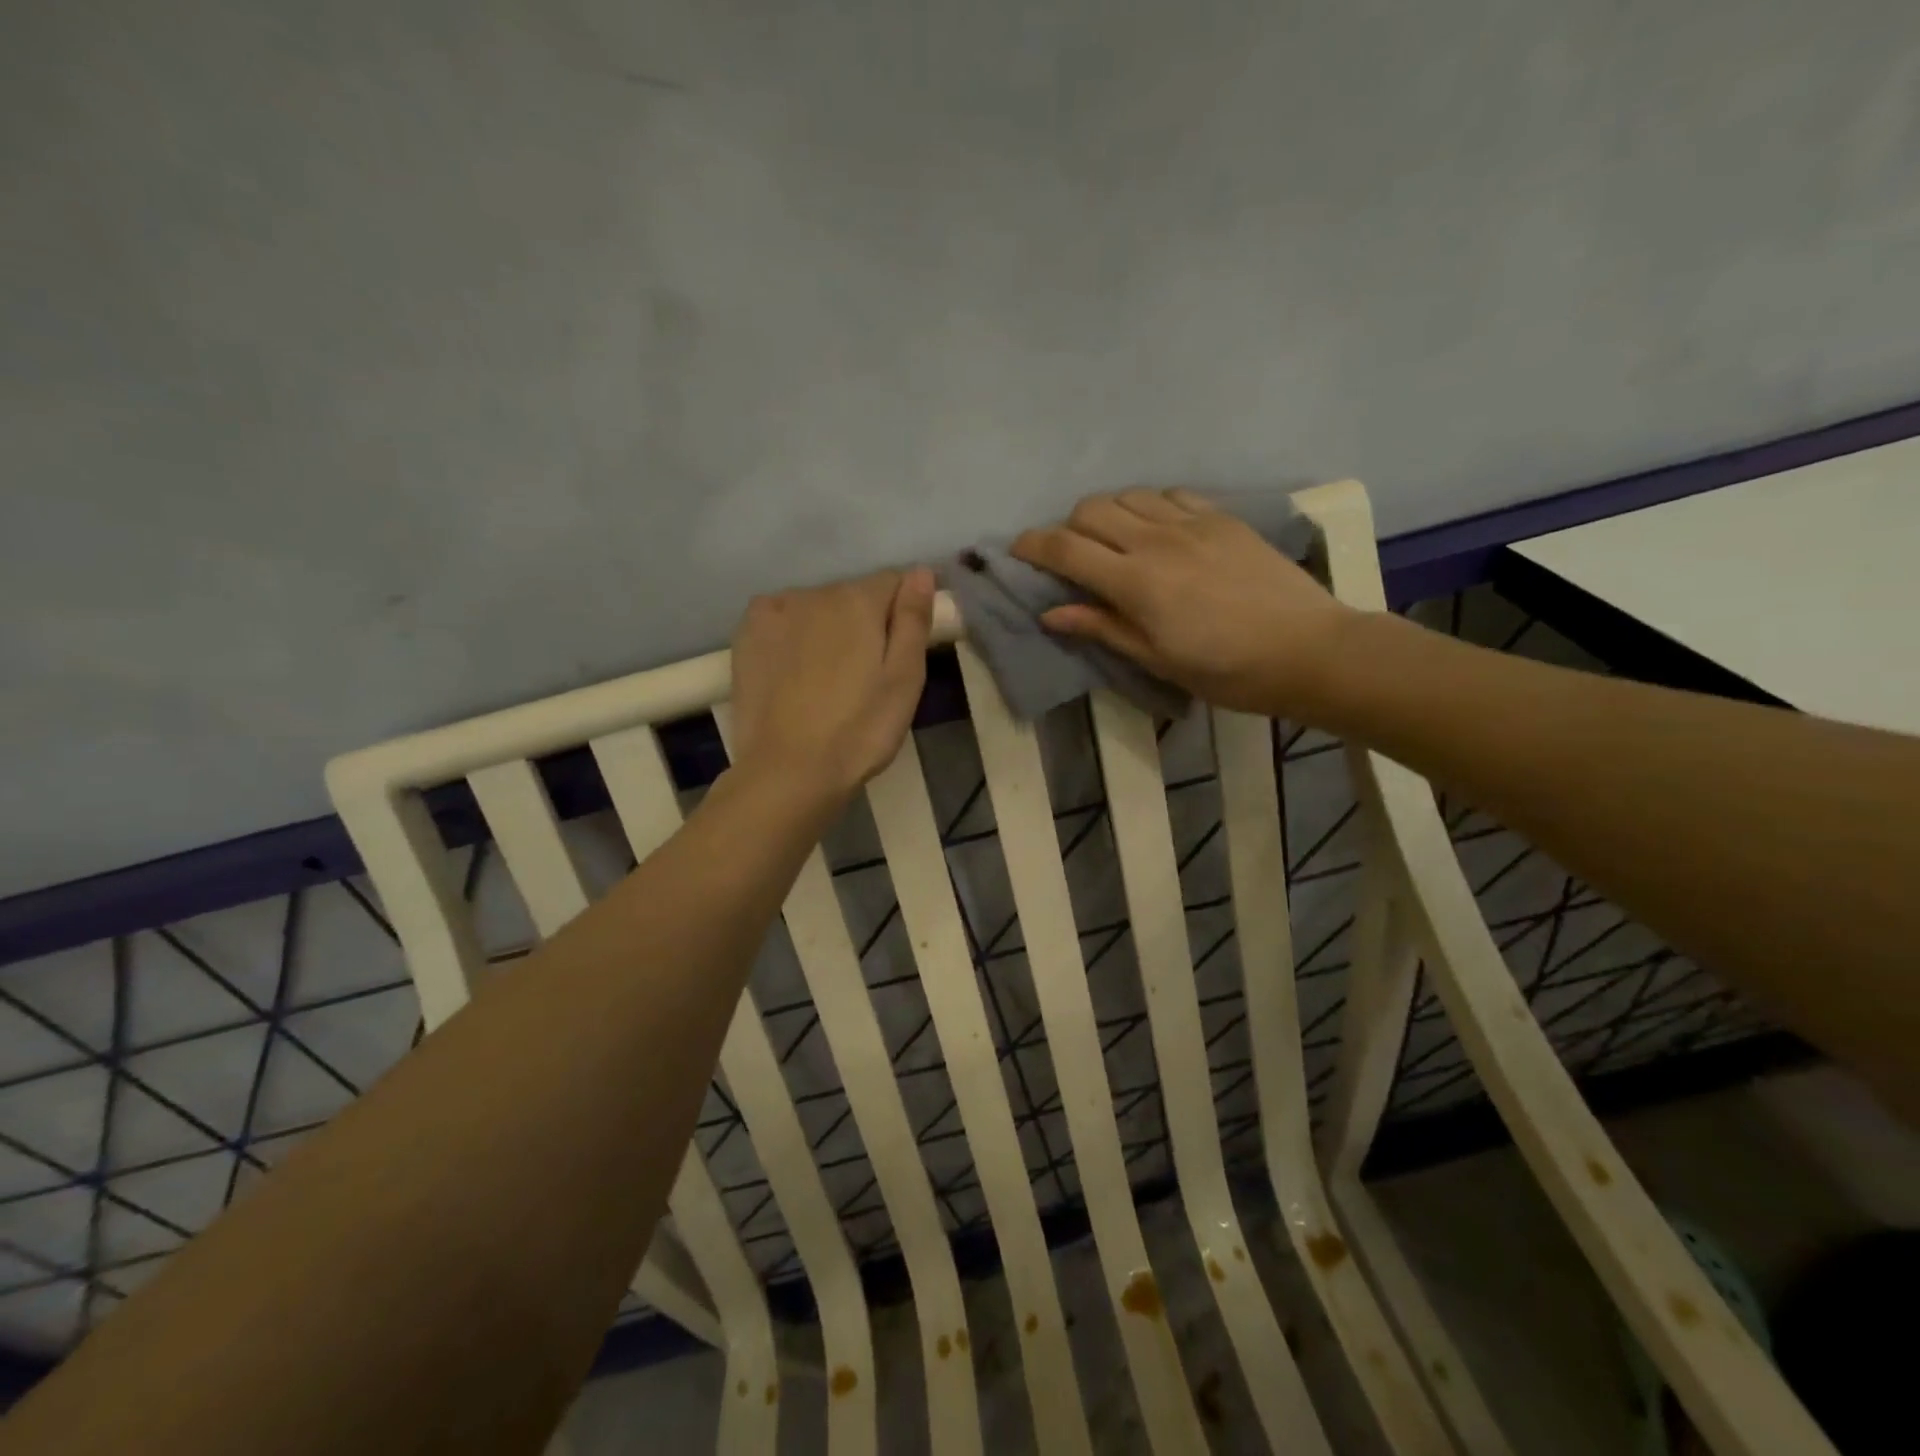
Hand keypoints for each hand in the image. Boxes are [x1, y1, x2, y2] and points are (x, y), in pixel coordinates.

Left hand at [727, 568, 935, 803]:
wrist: (788, 771)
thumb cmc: (860, 730)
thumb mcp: (905, 679)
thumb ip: (913, 619)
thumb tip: (921, 572)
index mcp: (858, 600)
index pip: (894, 582)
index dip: (903, 614)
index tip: (899, 653)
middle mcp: (814, 593)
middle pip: (853, 595)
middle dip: (864, 623)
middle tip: (865, 676)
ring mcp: (775, 611)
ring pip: (817, 608)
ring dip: (828, 628)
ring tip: (827, 679)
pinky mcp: (747, 634)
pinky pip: (782, 618)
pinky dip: (793, 633)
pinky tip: (794, 670)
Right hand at [1011, 489, 1354, 716]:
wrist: (1308, 650)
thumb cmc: (1226, 670)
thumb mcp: (1156, 660)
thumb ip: (1102, 628)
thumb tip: (1051, 613)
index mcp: (1135, 581)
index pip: (1065, 548)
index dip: (1032, 546)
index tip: (1017, 552)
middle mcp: (1156, 540)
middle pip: (1090, 510)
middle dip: (1067, 528)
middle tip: (1072, 558)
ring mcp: (1192, 523)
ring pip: (1128, 495)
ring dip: (1107, 514)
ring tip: (1114, 543)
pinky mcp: (1222, 518)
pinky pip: (1170, 495)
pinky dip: (1149, 506)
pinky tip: (1158, 531)